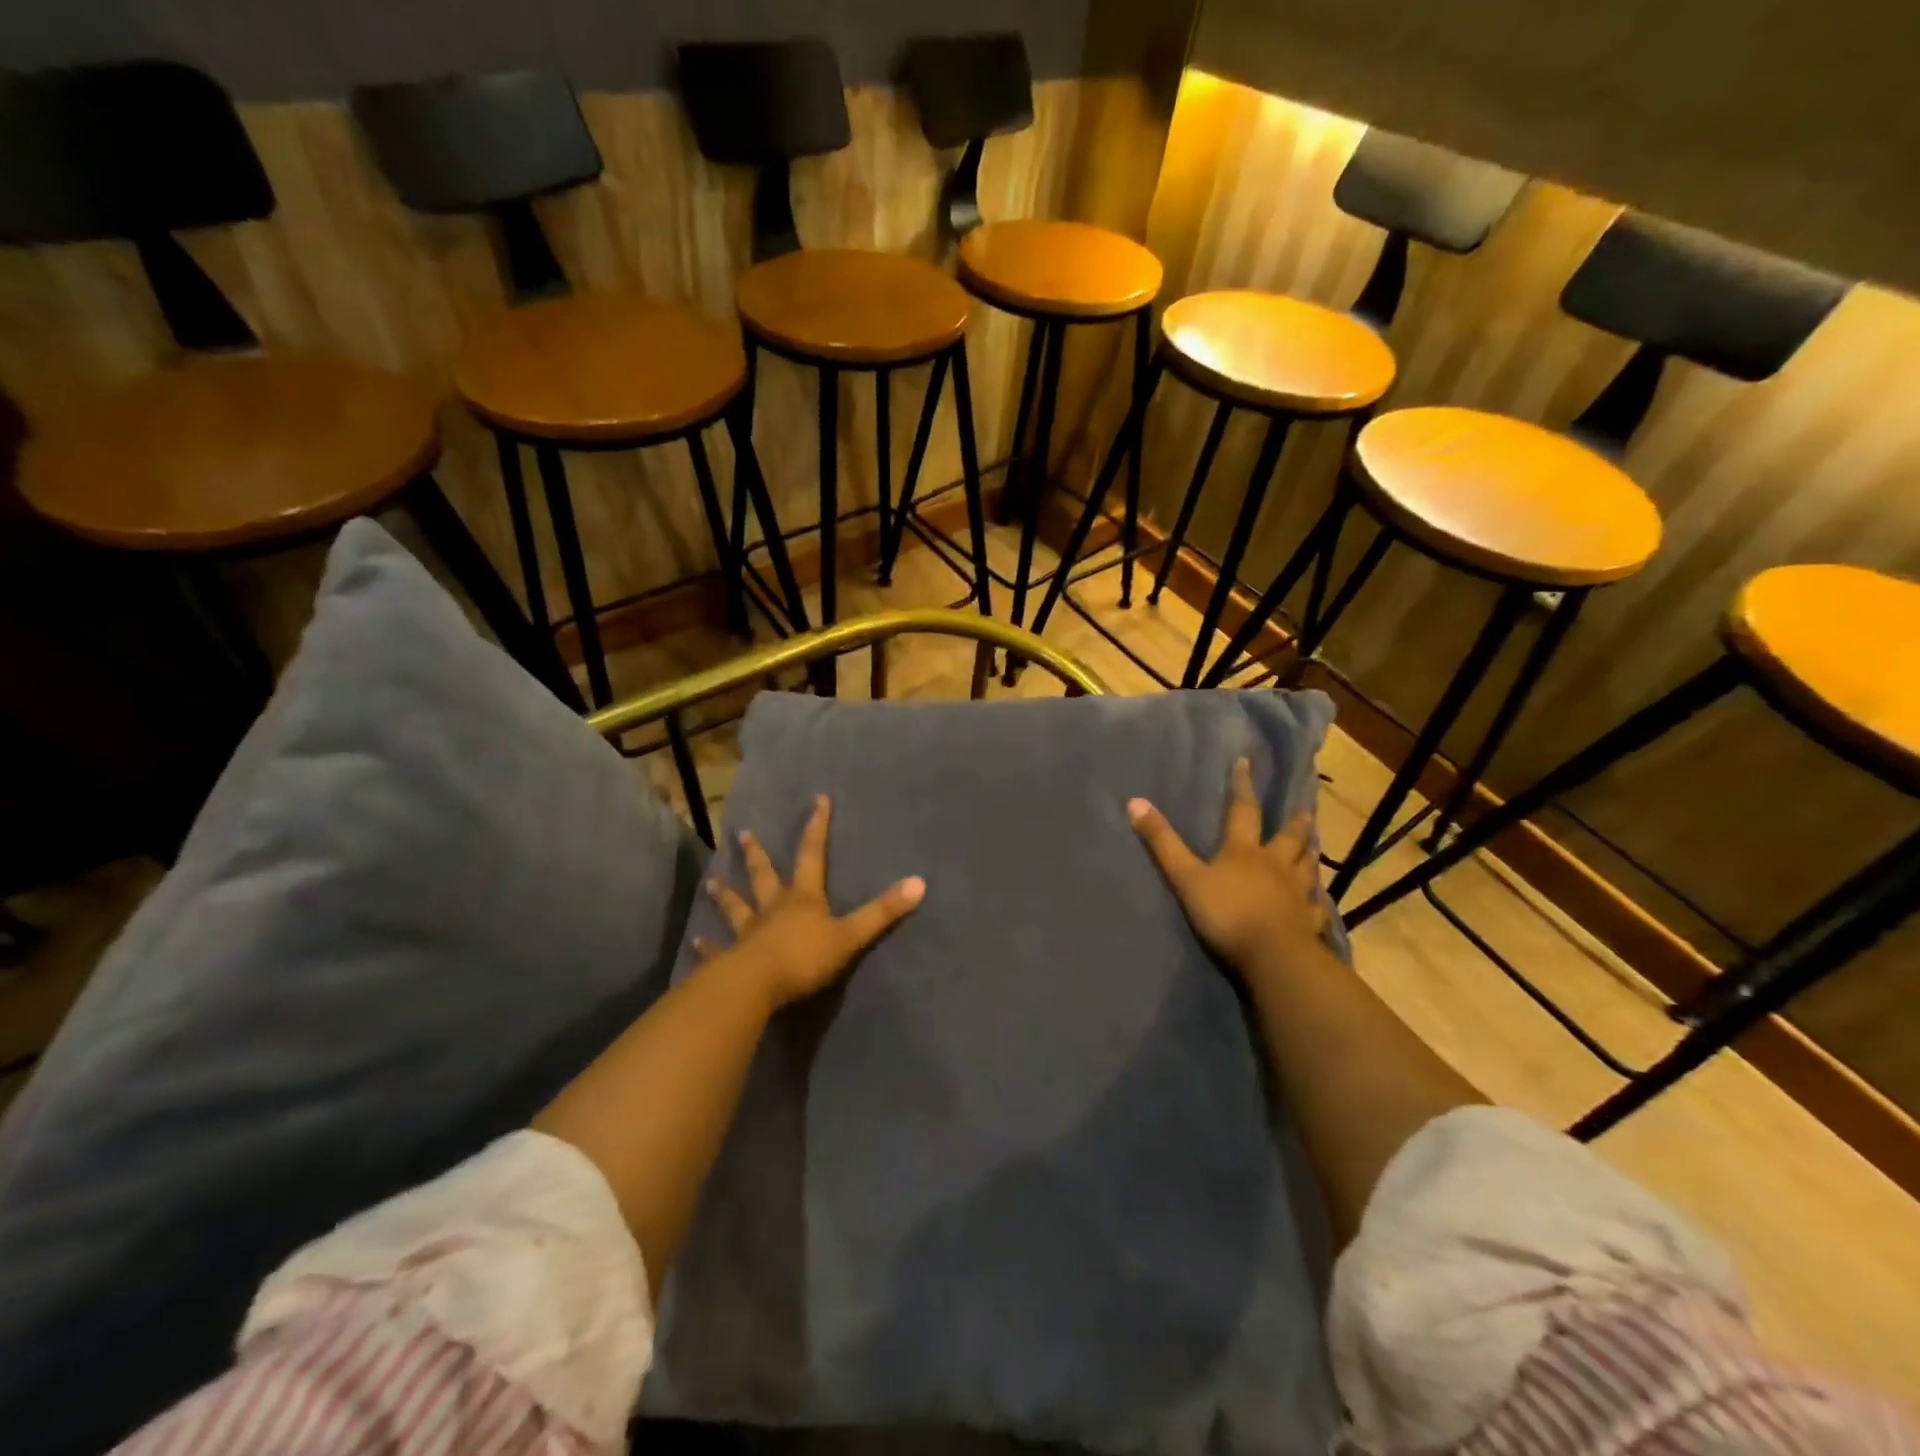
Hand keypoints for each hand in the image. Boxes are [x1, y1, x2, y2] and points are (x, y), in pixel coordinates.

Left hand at [695, 795, 924, 1009]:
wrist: (757, 986)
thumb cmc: (805, 957)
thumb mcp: (851, 935)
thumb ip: (883, 912)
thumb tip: (920, 883)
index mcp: (803, 898)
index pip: (812, 855)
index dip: (817, 828)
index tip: (817, 801)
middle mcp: (773, 908)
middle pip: (765, 876)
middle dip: (758, 855)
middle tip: (744, 834)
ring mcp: (749, 933)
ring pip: (737, 907)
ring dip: (726, 895)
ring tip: (712, 881)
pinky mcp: (731, 959)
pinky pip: (719, 949)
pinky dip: (709, 946)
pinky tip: (697, 941)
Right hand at [1128, 757, 1328, 977]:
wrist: (1273, 956)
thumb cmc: (1226, 913)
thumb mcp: (1185, 876)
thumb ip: (1162, 842)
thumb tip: (1135, 802)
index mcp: (1244, 851)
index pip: (1242, 811)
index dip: (1242, 787)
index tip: (1246, 763)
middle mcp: (1275, 865)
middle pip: (1288, 837)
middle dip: (1294, 821)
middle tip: (1305, 808)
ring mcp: (1296, 893)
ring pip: (1307, 867)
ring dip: (1309, 854)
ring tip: (1314, 845)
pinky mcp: (1308, 922)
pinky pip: (1315, 906)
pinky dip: (1316, 899)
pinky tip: (1318, 899)